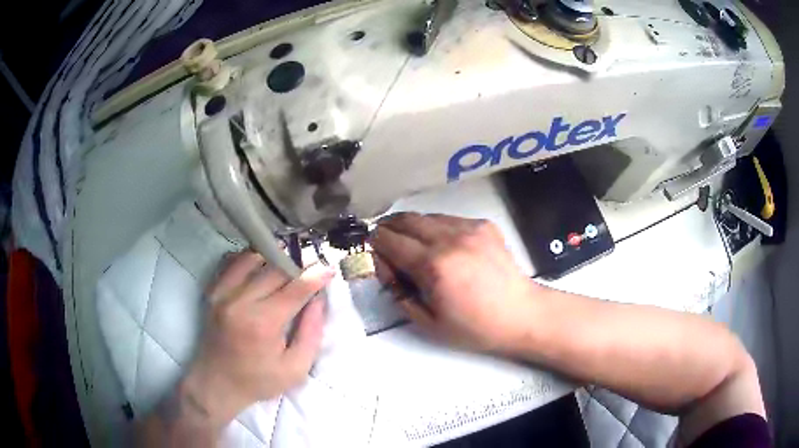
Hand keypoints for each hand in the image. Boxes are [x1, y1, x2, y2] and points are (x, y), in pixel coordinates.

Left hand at [185, 251, 333, 421]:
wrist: (217, 383)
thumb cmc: (258, 380)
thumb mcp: (295, 369)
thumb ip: (311, 333)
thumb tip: (318, 300)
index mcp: (263, 323)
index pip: (294, 289)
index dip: (315, 276)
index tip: (329, 269)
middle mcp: (240, 302)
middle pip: (274, 270)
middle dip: (297, 265)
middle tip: (311, 267)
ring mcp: (222, 294)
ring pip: (251, 259)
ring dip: (273, 257)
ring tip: (287, 264)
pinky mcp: (213, 293)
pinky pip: (231, 263)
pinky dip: (248, 258)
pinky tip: (260, 264)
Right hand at [370, 213, 544, 354]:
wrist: (520, 314)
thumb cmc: (474, 327)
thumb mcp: (427, 323)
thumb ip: (399, 293)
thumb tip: (385, 267)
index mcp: (433, 265)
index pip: (390, 241)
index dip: (375, 244)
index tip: (372, 251)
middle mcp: (449, 239)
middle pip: (405, 219)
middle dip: (388, 228)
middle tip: (383, 240)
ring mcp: (469, 228)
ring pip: (426, 216)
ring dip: (411, 226)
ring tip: (409, 241)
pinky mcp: (483, 225)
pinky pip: (448, 219)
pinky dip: (435, 227)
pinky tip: (440, 243)